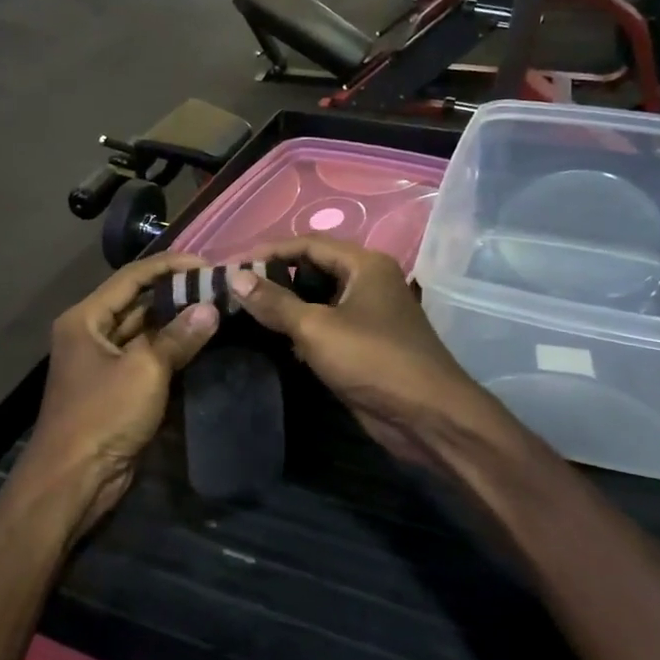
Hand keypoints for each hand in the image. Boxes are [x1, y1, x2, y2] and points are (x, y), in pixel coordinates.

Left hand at [23, 253, 217, 539]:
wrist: (74, 480)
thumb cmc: (103, 415)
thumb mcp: (144, 370)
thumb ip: (178, 337)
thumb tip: (211, 309)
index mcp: (85, 319)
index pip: (132, 277)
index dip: (170, 266)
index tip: (208, 264)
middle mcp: (91, 334)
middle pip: (138, 303)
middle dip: (176, 294)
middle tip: (219, 287)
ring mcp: (103, 362)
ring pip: (145, 332)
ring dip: (176, 323)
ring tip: (218, 310)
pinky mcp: (116, 389)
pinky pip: (147, 359)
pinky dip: (171, 351)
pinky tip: (202, 344)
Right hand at [229, 238, 492, 469]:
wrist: (427, 416)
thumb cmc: (373, 360)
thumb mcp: (317, 328)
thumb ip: (275, 302)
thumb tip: (235, 277)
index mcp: (365, 265)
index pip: (308, 244)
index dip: (268, 252)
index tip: (232, 266)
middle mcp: (368, 282)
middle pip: (313, 269)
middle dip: (275, 279)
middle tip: (235, 291)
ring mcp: (369, 314)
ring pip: (319, 300)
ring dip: (287, 306)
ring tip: (246, 313)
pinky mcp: (365, 344)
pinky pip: (327, 326)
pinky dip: (302, 329)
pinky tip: (274, 340)